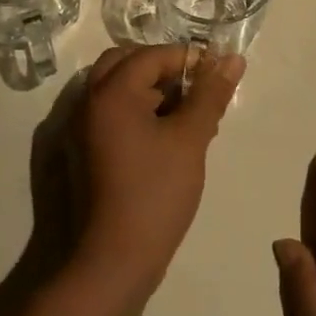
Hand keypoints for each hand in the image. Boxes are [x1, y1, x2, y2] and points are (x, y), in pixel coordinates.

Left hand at [66, 44, 243, 295]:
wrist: (114, 260)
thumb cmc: (156, 193)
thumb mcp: (190, 139)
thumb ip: (210, 94)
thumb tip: (233, 59)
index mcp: (111, 92)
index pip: (152, 55)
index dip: (187, 59)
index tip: (218, 73)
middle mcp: (88, 102)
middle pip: (126, 64)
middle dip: (164, 69)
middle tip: (197, 87)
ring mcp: (82, 129)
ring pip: (118, 89)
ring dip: (151, 90)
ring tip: (189, 113)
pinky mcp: (85, 152)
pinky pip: (112, 114)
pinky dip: (138, 111)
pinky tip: (168, 135)